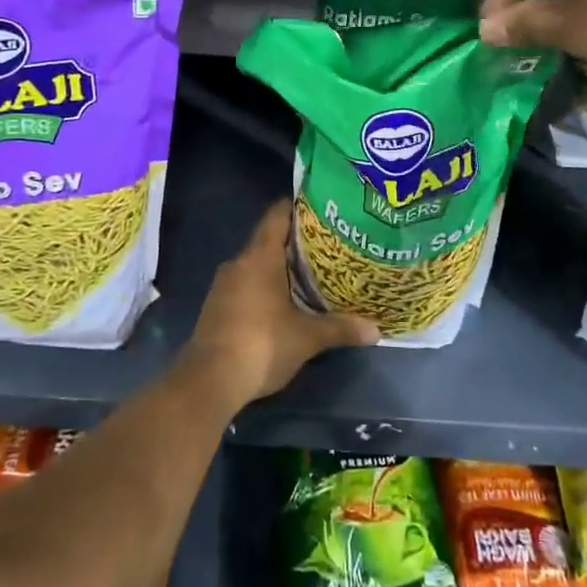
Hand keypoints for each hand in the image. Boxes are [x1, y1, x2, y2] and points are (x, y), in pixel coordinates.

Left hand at [187, 202, 378, 404]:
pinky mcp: (217, 306)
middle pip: (268, 239)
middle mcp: (239, 263)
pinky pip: (246, 284)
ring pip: (256, 264)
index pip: (277, 216)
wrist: (210, 380)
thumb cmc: (262, 344)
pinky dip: (265, 286)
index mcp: (259, 257)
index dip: (297, 207)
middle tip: (327, 244)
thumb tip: (376, 331)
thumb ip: (340, 328)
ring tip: (311, 273)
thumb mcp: (307, 337)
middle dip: (295, 242)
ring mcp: (224, 285)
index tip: (320, 206)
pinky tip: (284, 301)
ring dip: (279, 267)